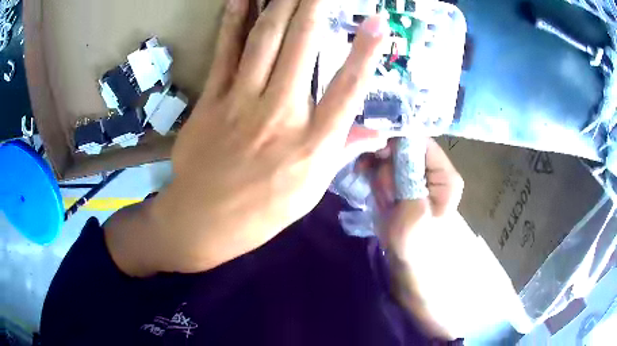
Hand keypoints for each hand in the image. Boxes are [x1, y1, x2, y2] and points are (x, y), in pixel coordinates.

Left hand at [105, 0, 389, 275]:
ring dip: (280, 5)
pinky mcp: (212, 100)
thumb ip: (342, 153)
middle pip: (303, 48)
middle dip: (315, 8)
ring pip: (265, 41)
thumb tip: (377, 132)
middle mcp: (281, 115)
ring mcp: (242, 103)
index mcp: (312, 145)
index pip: (348, 89)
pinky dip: (234, 21)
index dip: (365, 52)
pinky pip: (226, 52)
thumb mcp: (311, 192)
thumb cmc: (261, 213)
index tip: (377, 22)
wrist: (202, 221)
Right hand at [361, 139, 525, 338]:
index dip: (398, 144)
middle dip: (387, 166)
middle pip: (403, 148)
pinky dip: (376, 180)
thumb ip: (409, 176)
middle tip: (385, 192)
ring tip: (384, 202)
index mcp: (445, 175)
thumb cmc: (416, 243)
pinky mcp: (403, 183)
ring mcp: (416, 176)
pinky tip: (378, 197)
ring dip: (381, 177)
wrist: (406, 264)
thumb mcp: (414, 212)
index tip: (378, 155)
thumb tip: (398, 140)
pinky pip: (384, 170)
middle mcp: (432, 170)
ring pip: (390, 159)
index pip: (421, 142)